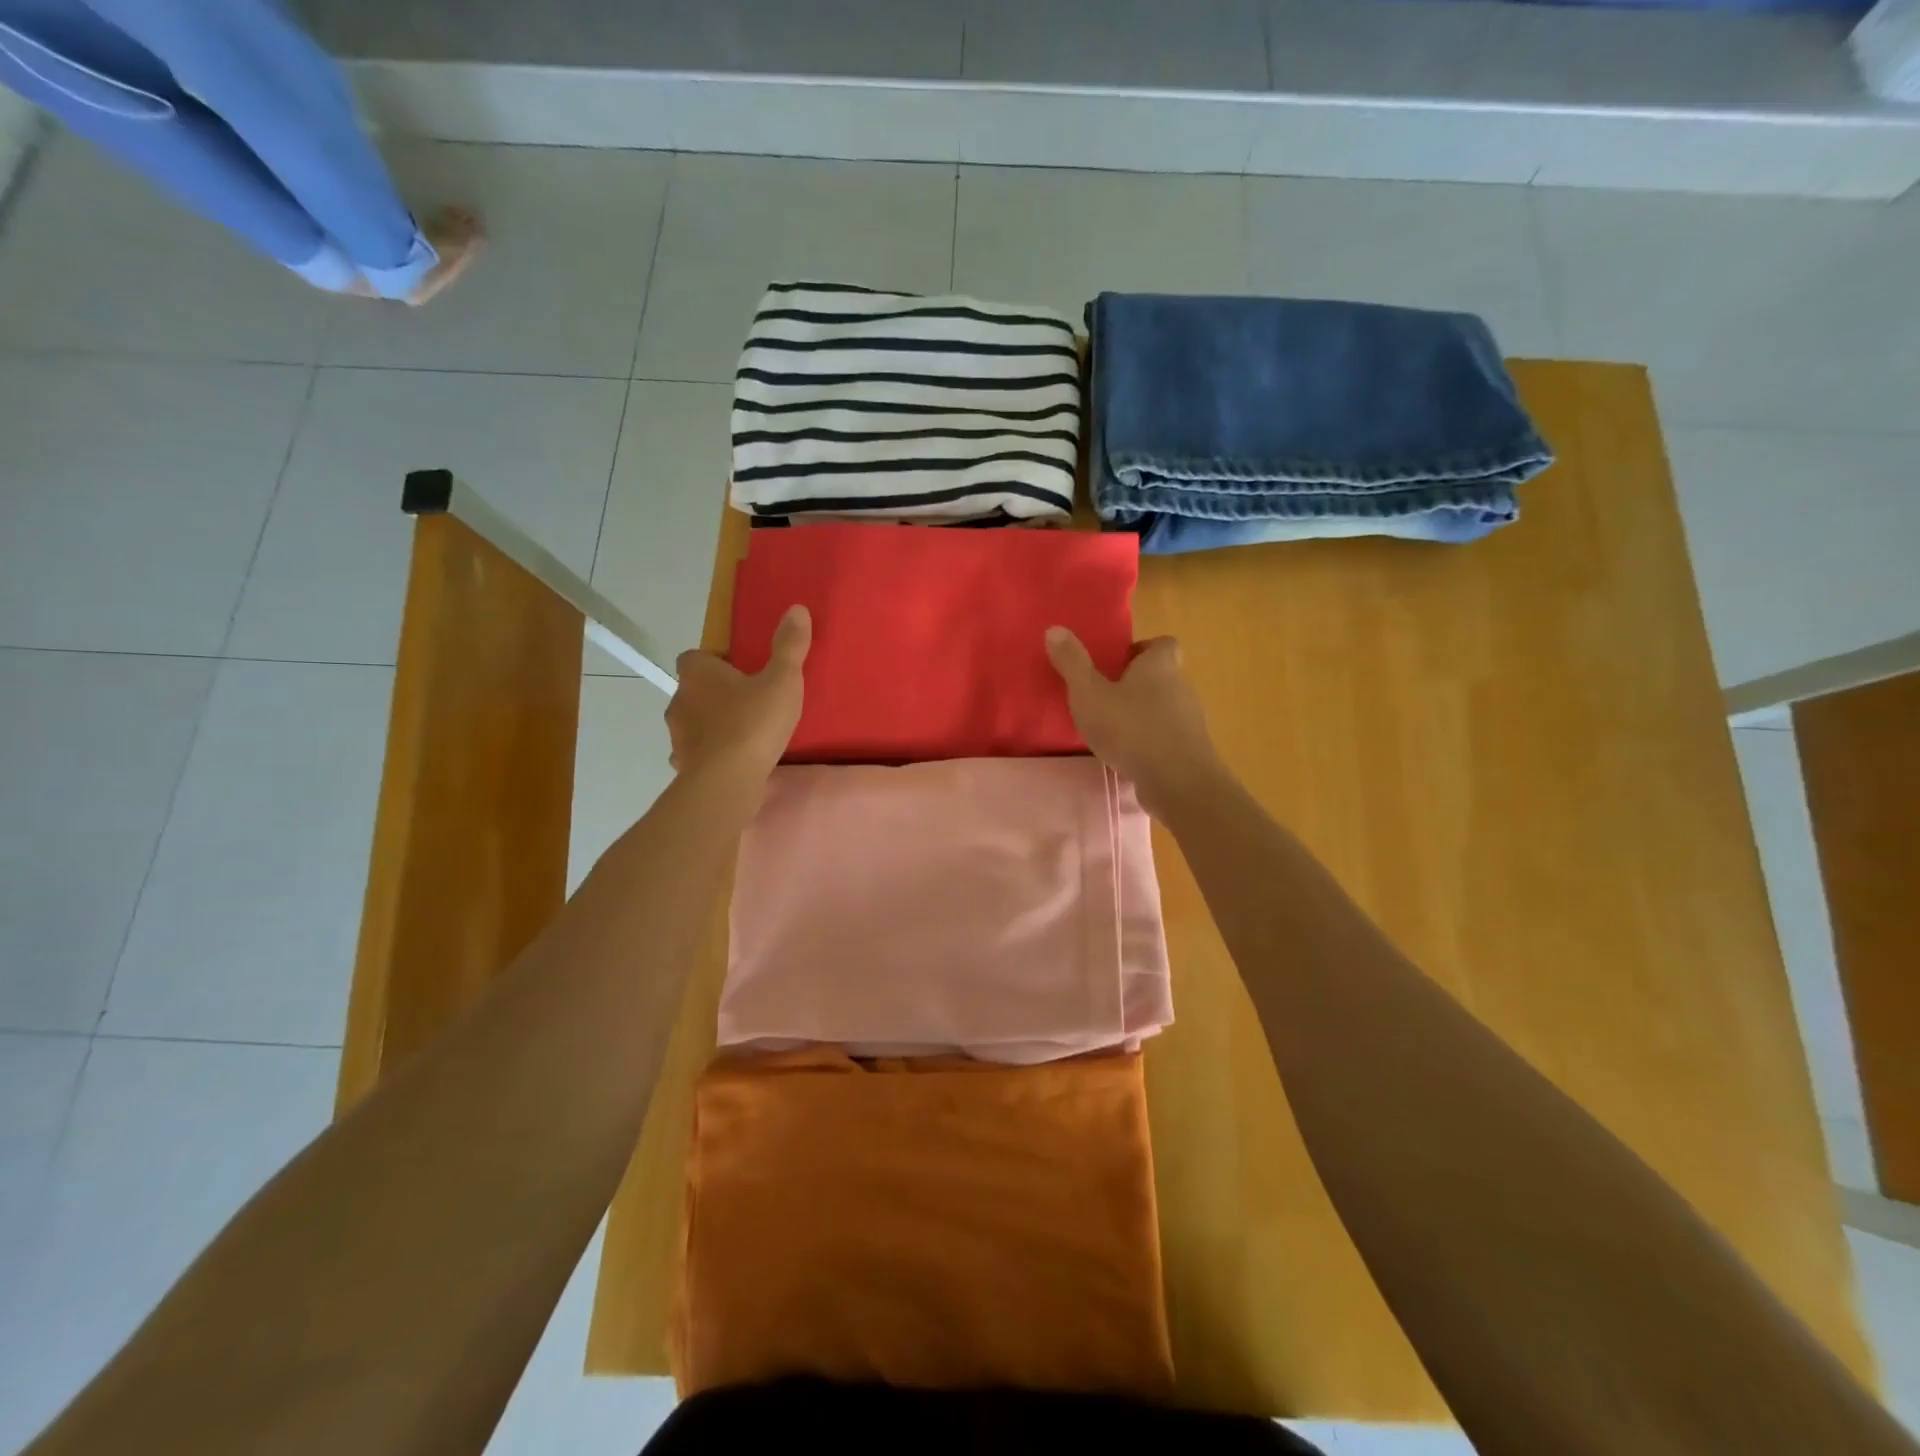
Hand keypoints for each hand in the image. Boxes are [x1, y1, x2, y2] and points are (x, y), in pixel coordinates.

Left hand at [666, 605, 810, 780]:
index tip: (739, 671)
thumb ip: (789, 647)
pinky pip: (694, 753)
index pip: (694, 657)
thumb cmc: (753, 723)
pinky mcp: (683, 764)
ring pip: (692, 722)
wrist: (727, 780)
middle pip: (692, 689)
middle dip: (714, 694)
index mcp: (698, 674)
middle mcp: (680, 700)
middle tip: (747, 702)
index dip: (714, 662)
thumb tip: (796, 608)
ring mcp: (678, 735)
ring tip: (742, 734)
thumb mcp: (782, 680)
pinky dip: (708, 754)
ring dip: (710, 724)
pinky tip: (730, 762)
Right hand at [1045, 626, 1224, 817]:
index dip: (1142, 649)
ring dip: (1142, 714)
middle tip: (1105, 696)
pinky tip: (1128, 755)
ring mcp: (1189, 720)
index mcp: (1160, 665)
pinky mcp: (1190, 750)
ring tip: (1112, 729)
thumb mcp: (1090, 694)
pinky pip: (1167, 736)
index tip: (1117, 662)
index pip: (1163, 643)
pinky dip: (1150, 740)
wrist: (1177, 781)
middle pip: (1163, 675)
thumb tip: (1055, 629)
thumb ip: (1072, 663)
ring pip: (1165, 707)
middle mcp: (1181, 686)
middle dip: (1137, 683)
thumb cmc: (1131, 729)